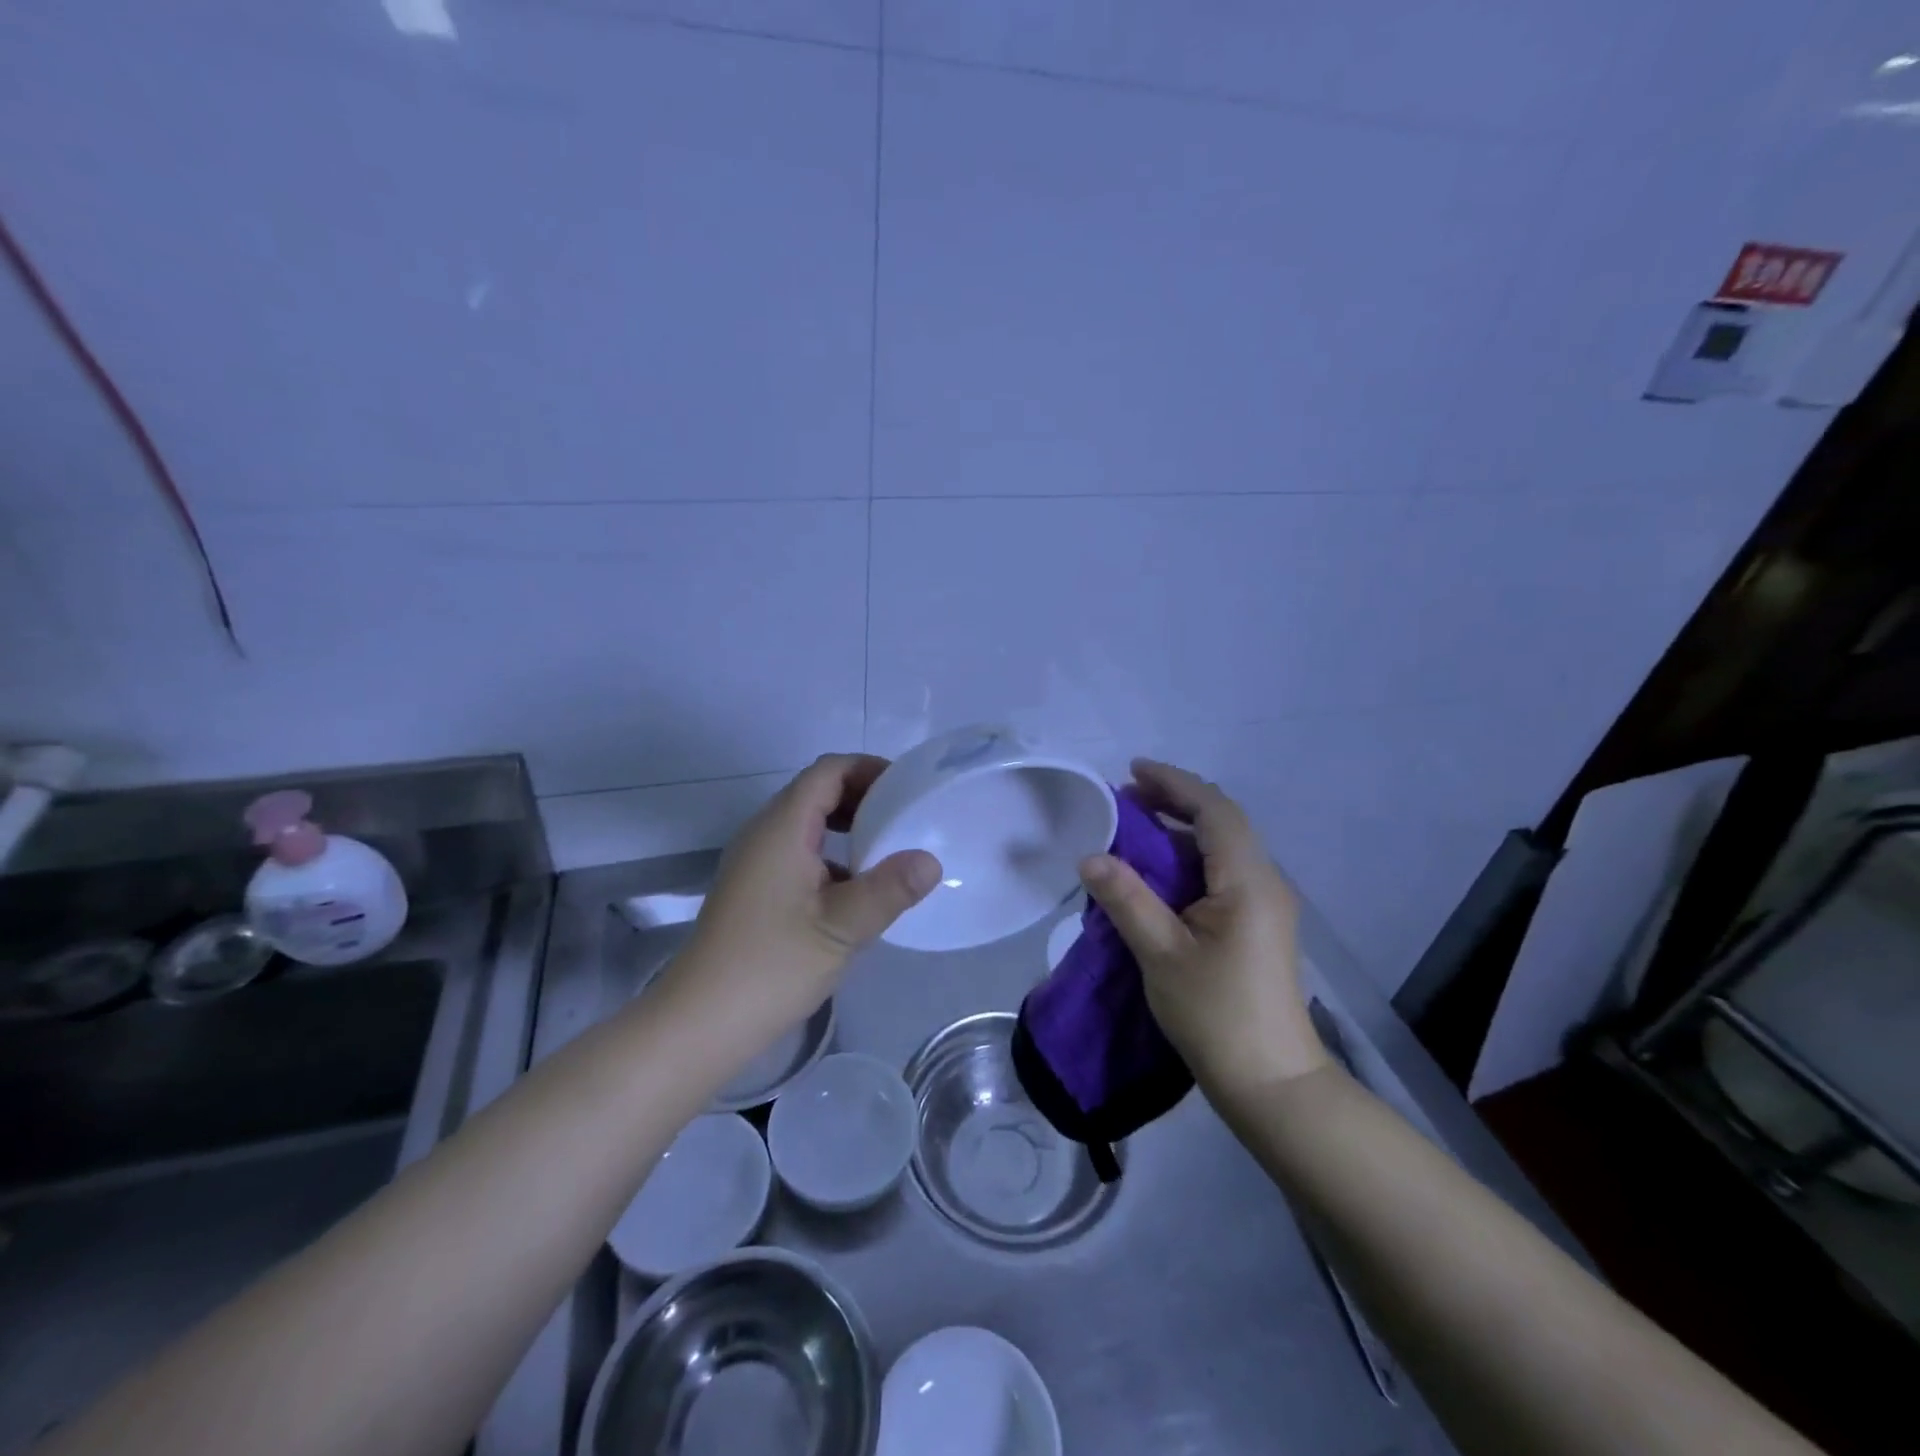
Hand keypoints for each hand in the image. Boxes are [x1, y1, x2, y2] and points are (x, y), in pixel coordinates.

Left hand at [663, 754, 941, 1046]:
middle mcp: (764, 833)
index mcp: (782, 827)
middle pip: (817, 791)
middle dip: (864, 796)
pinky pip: (799, 852)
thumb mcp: (843, 927)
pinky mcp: (755, 889)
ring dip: (849, 827)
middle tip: (907, 818)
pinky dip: (833, 855)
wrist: (700, 1021)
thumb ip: (890, 889)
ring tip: (891, 850)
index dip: (869, 769)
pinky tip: (858, 889)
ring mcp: (755, 862)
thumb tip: (931, 861)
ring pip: (807, 823)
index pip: (828, 770)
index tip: (908, 789)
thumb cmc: (772, 965)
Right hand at [1079, 759, 1327, 1096]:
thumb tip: (1090, 856)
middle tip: (1127, 796)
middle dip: (1175, 801)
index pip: (1214, 811)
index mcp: (1247, 881)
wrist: (1272, 1083)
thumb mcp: (1161, 953)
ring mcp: (1265, 905)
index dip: (1174, 783)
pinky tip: (1158, 871)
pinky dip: (1189, 858)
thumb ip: (1126, 899)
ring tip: (1135, 825)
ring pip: (1223, 847)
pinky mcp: (1258, 925)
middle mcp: (1264, 882)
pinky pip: (1223, 872)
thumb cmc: (1216, 1015)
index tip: (1132, 770)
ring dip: (1181, 829)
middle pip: (1222, 822)